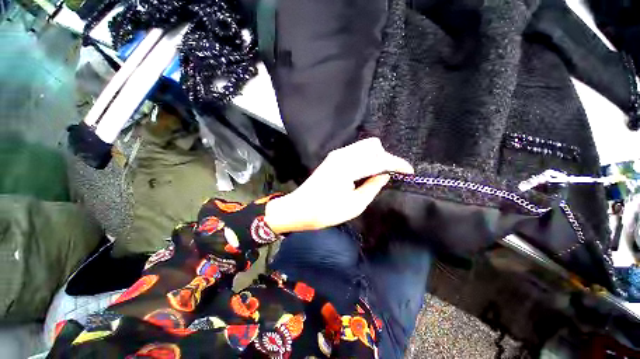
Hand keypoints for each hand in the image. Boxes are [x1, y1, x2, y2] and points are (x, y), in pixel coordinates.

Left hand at [264, 138, 413, 233]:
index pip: (379, 160)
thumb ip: (372, 187)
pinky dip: (365, 158)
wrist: (299, 209)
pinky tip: (365, 171)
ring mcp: (336, 155)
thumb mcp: (354, 205)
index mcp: (348, 167)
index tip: (409, 171)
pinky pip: (355, 151)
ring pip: (364, 146)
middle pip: (372, 146)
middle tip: (389, 175)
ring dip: (375, 157)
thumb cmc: (325, 212)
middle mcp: (342, 155)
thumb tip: (384, 175)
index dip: (397, 164)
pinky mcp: (333, 158)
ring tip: (377, 174)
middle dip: (385, 158)